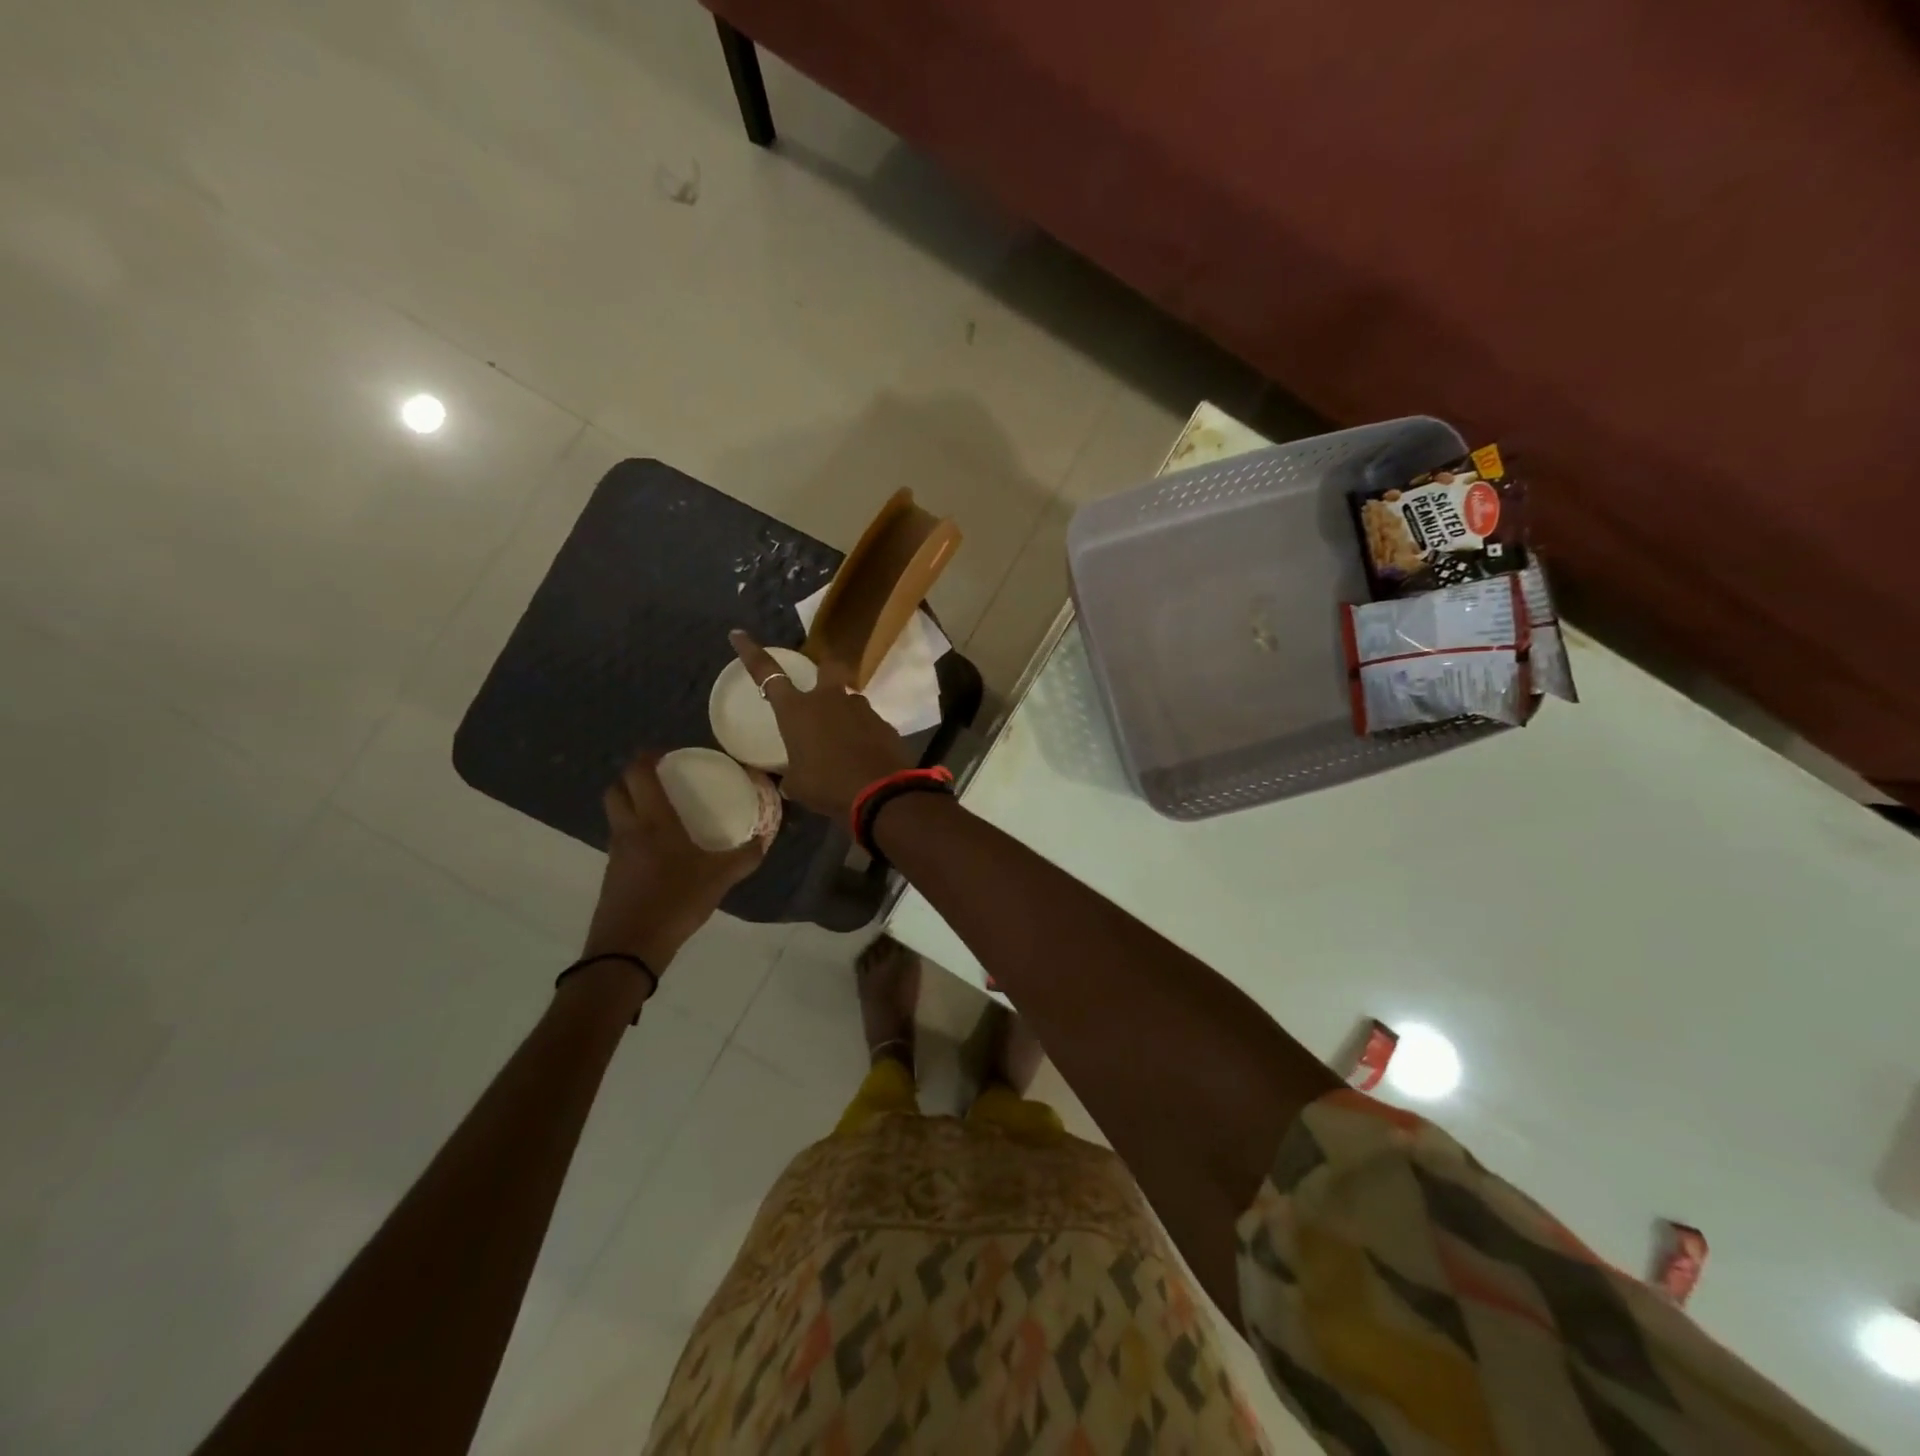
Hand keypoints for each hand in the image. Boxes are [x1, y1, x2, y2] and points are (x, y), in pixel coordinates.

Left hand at [579, 753, 764, 984]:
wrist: (629, 948)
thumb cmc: (675, 902)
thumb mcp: (719, 879)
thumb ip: (744, 857)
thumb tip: (763, 840)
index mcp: (653, 821)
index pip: (638, 774)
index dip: (647, 757)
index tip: (666, 753)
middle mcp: (628, 829)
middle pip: (616, 789)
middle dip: (632, 777)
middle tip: (659, 777)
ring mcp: (615, 852)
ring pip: (615, 814)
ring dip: (630, 804)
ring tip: (661, 810)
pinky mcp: (612, 874)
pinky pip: (620, 839)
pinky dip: (633, 832)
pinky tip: (657, 848)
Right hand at [729, 630, 910, 819]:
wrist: (881, 793)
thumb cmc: (828, 786)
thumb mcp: (798, 785)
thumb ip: (793, 775)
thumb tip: (791, 781)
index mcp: (797, 710)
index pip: (767, 674)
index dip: (751, 652)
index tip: (739, 634)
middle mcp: (829, 700)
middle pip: (828, 667)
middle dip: (824, 670)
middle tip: (822, 687)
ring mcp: (861, 709)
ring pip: (851, 701)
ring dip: (845, 715)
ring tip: (844, 744)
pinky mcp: (885, 725)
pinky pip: (869, 725)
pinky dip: (864, 736)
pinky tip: (863, 758)